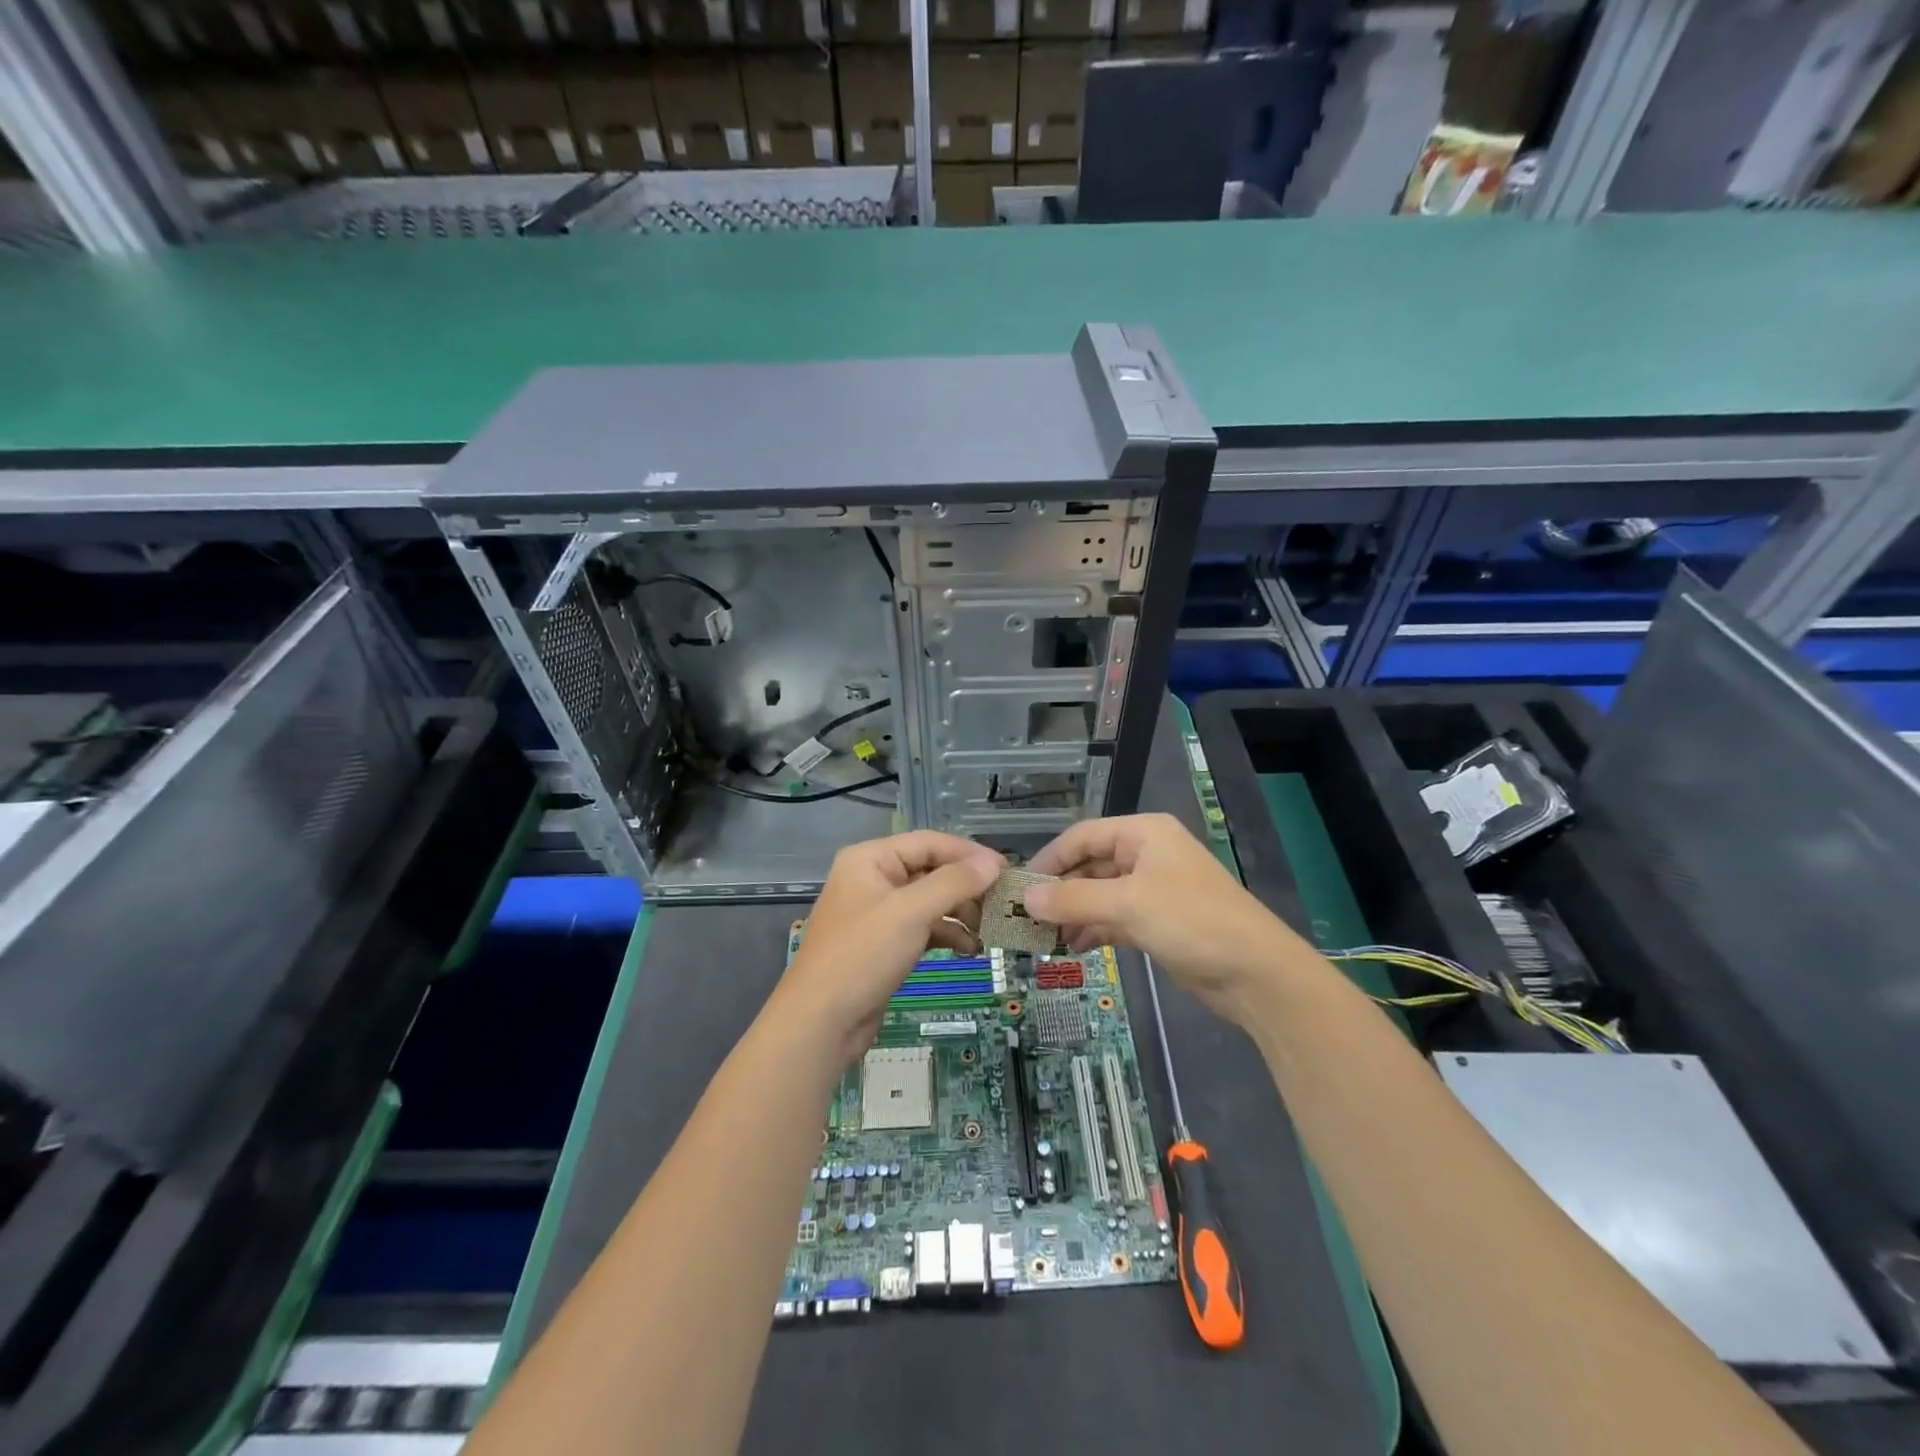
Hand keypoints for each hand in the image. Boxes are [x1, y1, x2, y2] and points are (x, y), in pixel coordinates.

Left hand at [775, 831, 1004, 1063]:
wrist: (821, 1022)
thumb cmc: (862, 956)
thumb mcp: (910, 913)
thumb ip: (954, 883)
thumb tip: (993, 862)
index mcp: (871, 859)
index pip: (929, 842)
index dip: (969, 853)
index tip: (1006, 870)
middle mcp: (874, 878)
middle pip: (931, 870)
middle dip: (967, 886)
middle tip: (1002, 903)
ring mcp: (879, 912)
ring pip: (930, 900)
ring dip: (960, 912)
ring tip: (990, 929)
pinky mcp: (885, 942)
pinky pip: (924, 927)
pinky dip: (947, 934)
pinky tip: (971, 949)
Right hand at [1024, 814, 1306, 1024]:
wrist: (1255, 972)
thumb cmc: (1192, 921)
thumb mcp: (1128, 905)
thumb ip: (1074, 900)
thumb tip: (1026, 898)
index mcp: (1143, 834)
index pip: (1083, 836)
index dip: (1050, 859)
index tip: (1020, 886)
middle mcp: (1146, 855)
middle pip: (1090, 865)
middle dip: (1061, 891)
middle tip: (1027, 917)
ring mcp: (1153, 890)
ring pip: (1100, 895)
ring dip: (1074, 914)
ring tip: (1045, 937)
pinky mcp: (1158, 922)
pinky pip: (1114, 918)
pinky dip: (1093, 930)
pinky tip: (1073, 948)